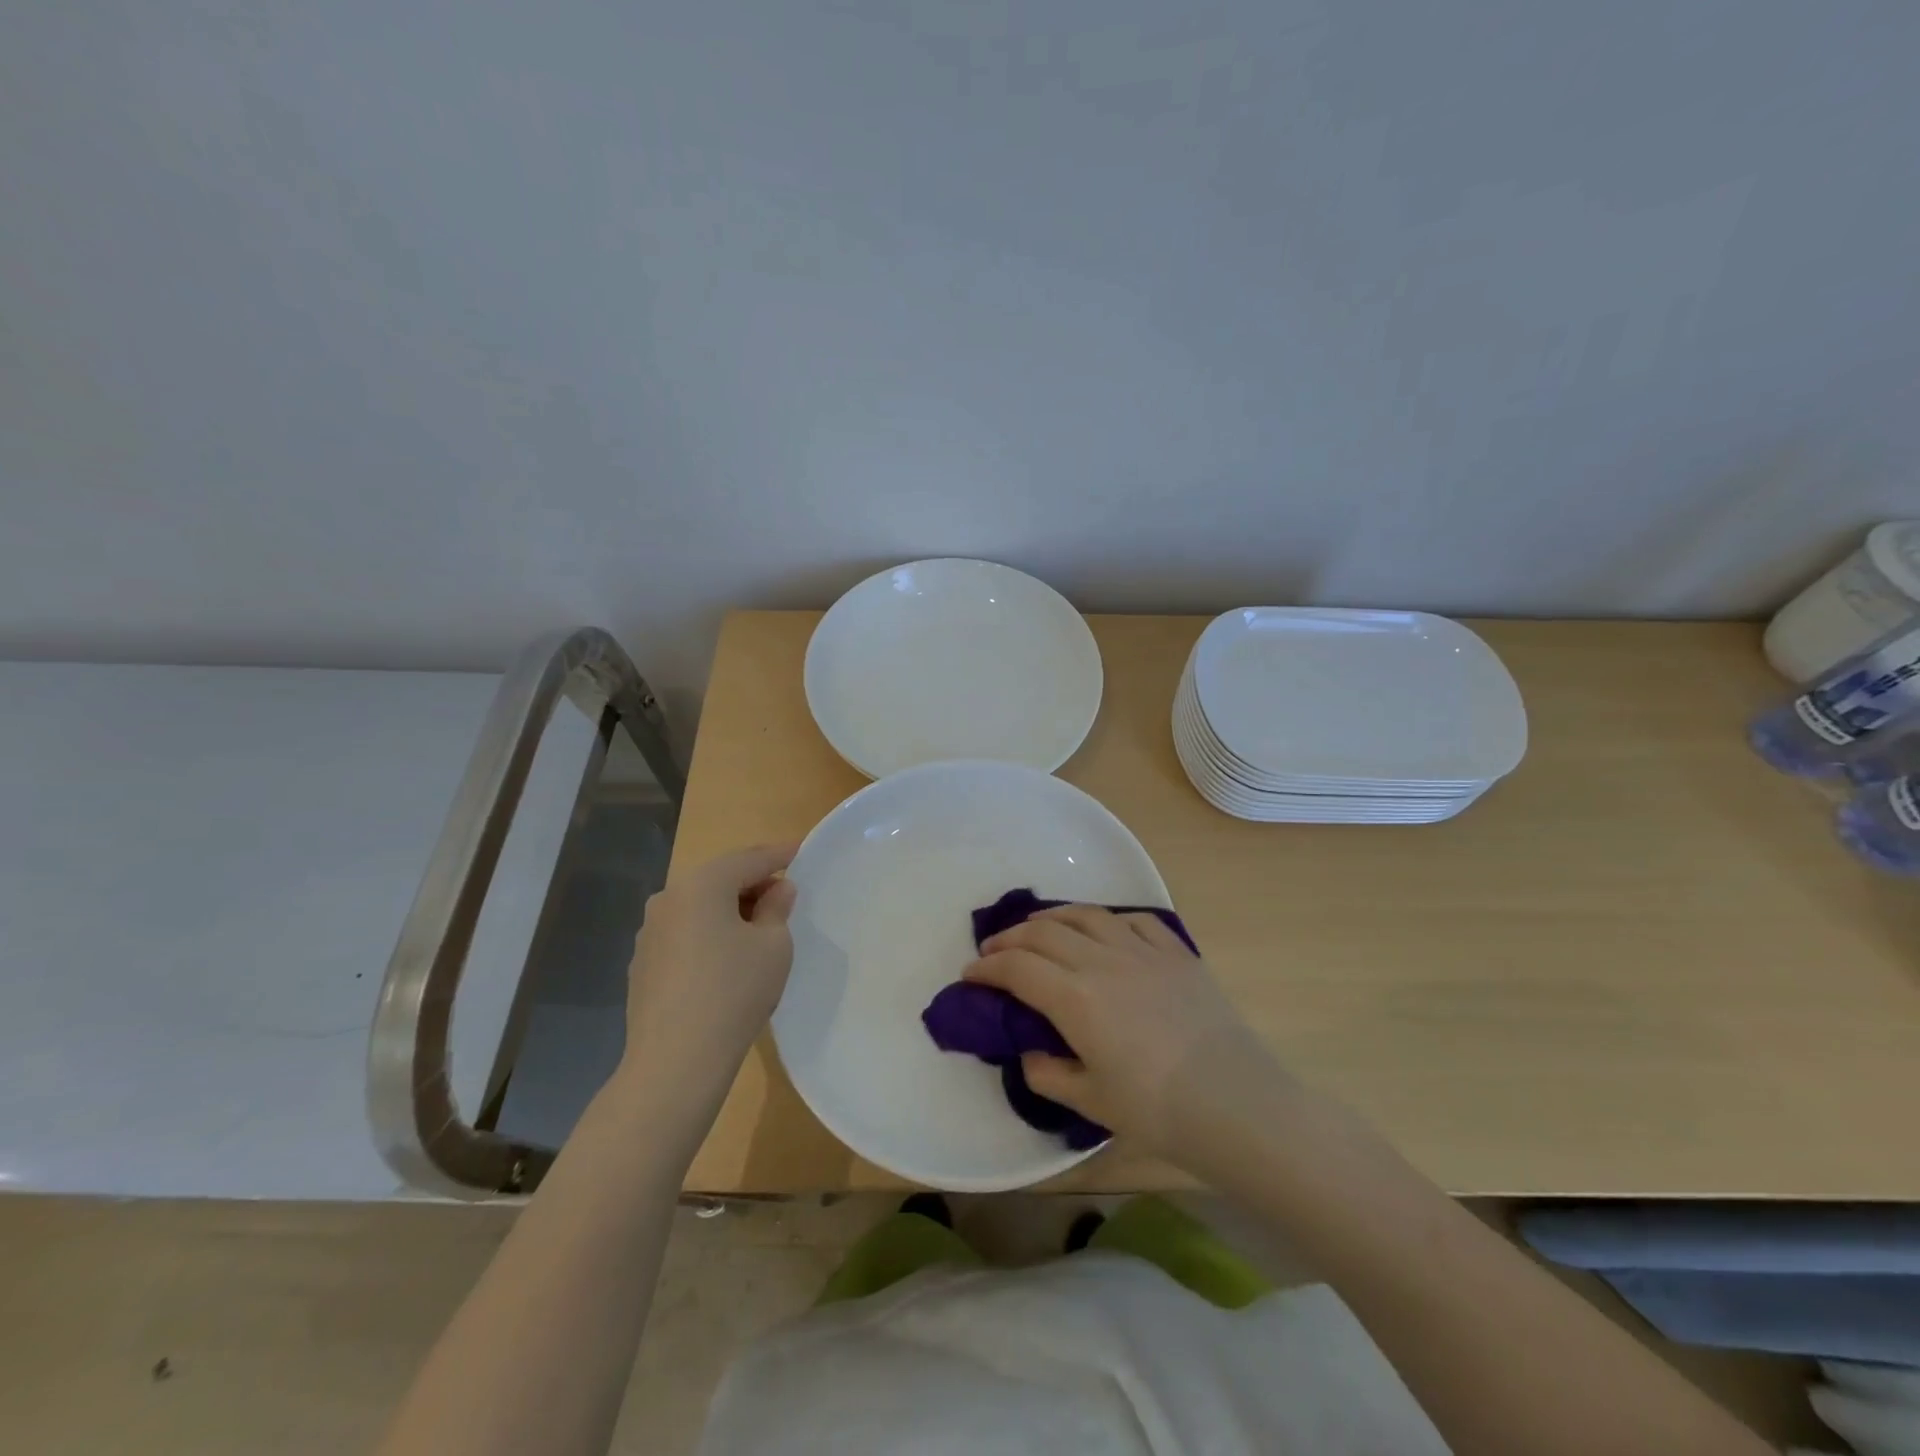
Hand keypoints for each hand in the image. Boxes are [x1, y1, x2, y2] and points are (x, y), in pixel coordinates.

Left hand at [616, 844, 798, 1107]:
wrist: (675, 1062)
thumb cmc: (734, 991)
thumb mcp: (774, 945)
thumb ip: (777, 908)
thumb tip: (777, 890)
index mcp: (701, 885)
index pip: (750, 859)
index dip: (780, 854)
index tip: (802, 850)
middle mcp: (668, 898)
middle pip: (720, 878)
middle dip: (753, 882)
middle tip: (785, 893)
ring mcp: (649, 932)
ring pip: (699, 906)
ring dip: (730, 908)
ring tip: (759, 926)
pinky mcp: (643, 963)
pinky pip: (685, 932)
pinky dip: (709, 932)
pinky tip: (727, 958)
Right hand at [963, 904, 1286, 1158]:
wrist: (1238, 1103)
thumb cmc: (1158, 1110)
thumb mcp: (1091, 1102)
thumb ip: (1049, 1073)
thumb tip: (1031, 1053)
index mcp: (1075, 997)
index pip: (1017, 968)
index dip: (987, 967)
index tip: (970, 974)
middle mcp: (1102, 960)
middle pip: (1044, 932)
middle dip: (1010, 938)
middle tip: (994, 951)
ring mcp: (1142, 950)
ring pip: (1086, 915)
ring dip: (1052, 917)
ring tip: (1039, 928)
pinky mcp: (1175, 952)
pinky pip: (1133, 920)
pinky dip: (1107, 920)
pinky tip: (1102, 930)